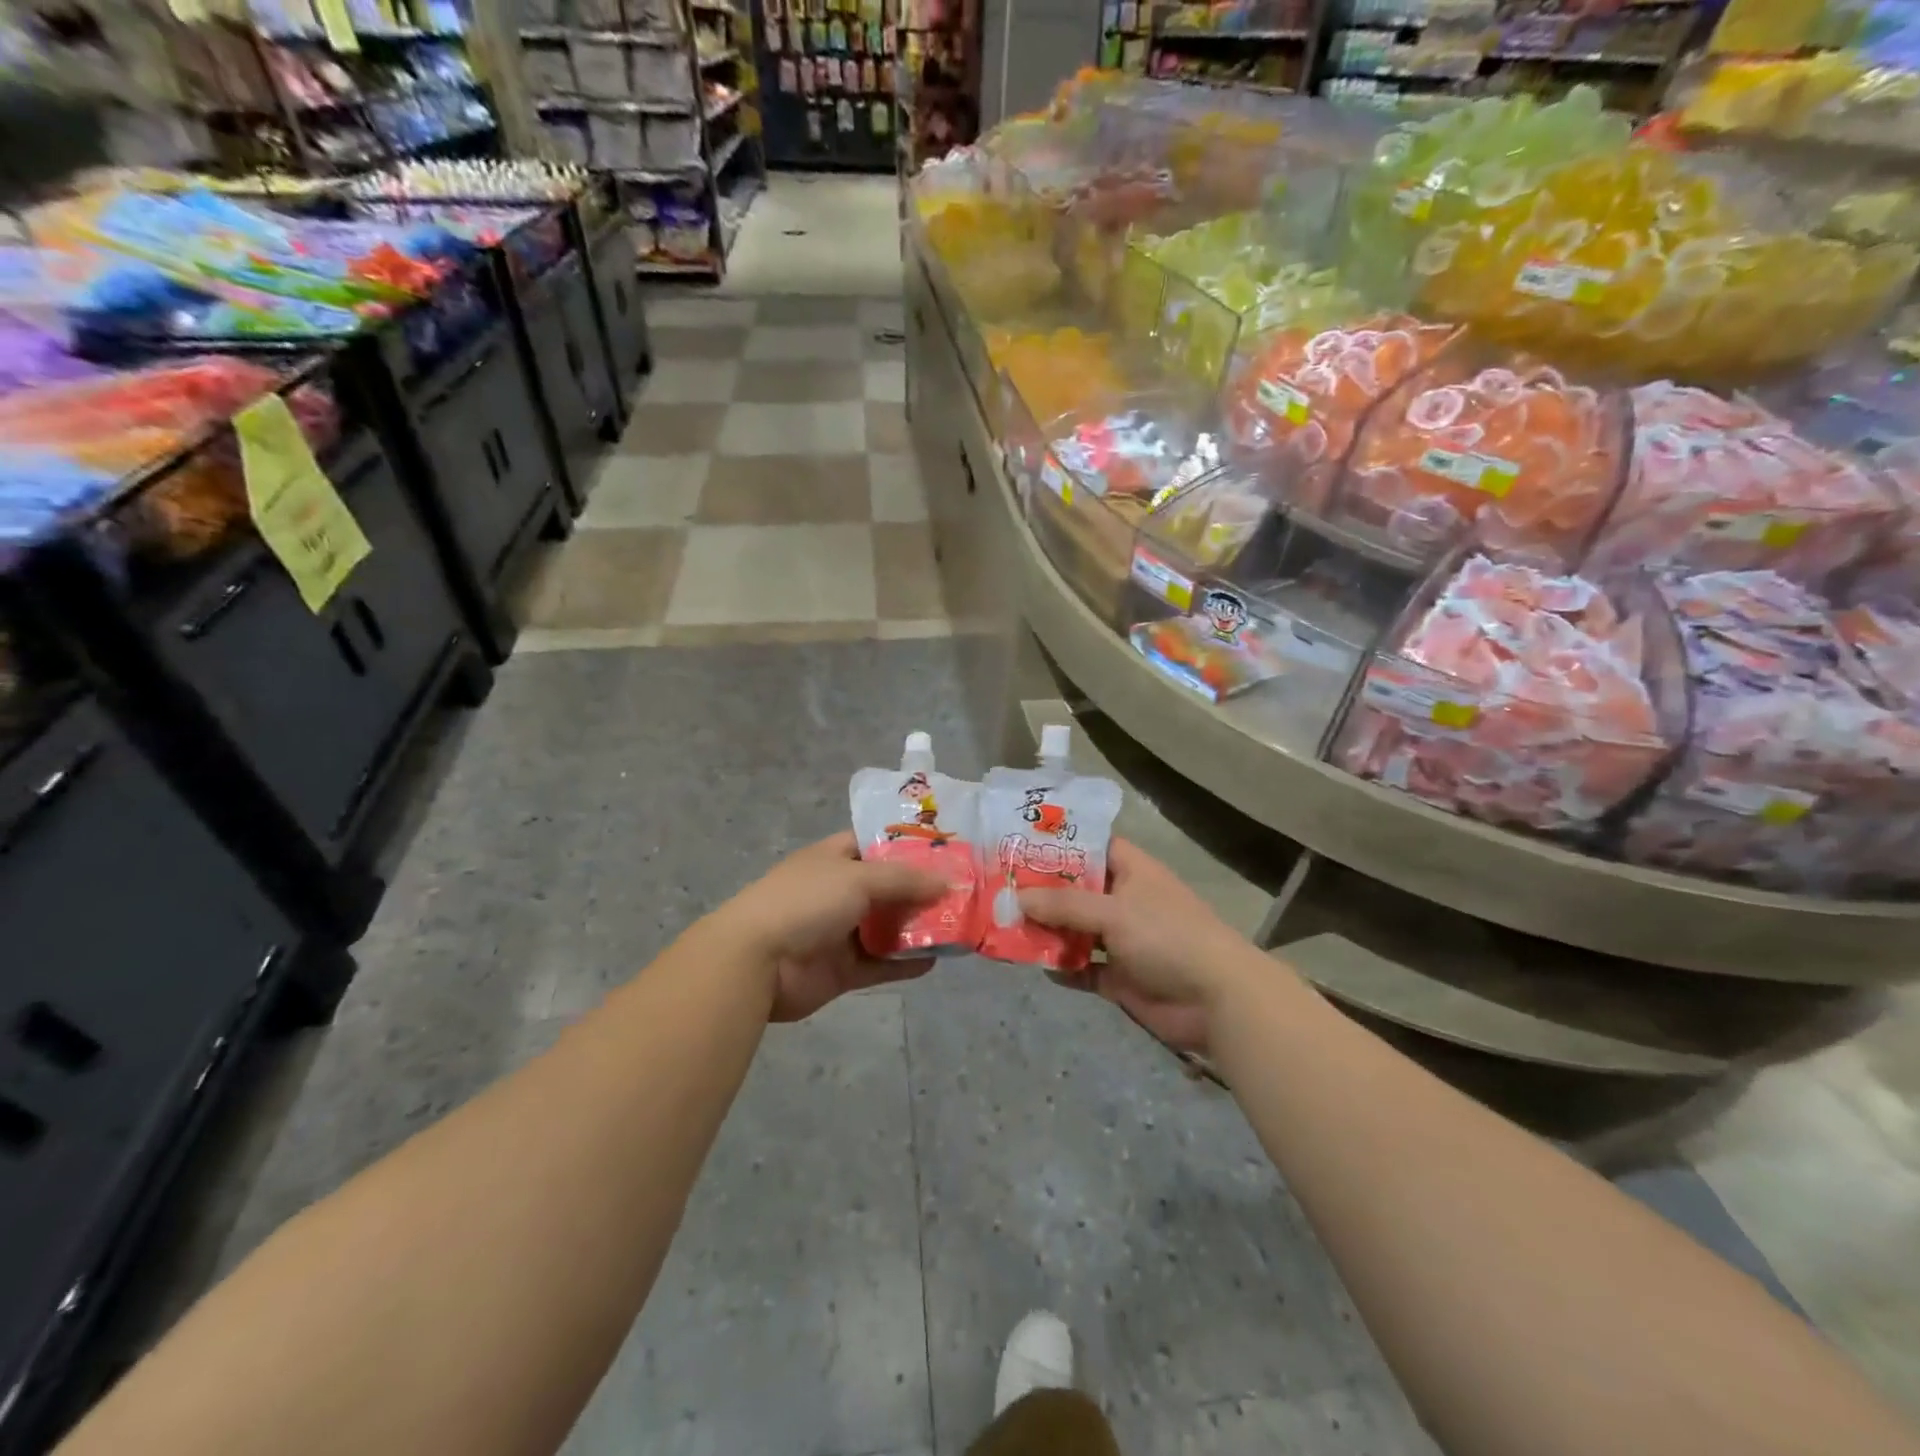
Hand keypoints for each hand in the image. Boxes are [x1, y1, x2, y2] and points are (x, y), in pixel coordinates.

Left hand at [711, 833, 947, 1022]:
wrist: (757, 962)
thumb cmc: (806, 902)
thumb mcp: (859, 878)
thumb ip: (905, 879)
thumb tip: (947, 881)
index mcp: (833, 859)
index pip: (875, 844)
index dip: (908, 846)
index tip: (946, 850)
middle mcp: (837, 891)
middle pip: (886, 888)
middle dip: (921, 890)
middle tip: (963, 892)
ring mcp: (838, 932)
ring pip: (885, 927)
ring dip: (916, 928)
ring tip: (957, 926)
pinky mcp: (841, 970)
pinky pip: (879, 964)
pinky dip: (904, 963)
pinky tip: (935, 962)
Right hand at [1018, 839, 1257, 1053]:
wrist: (1216, 1000)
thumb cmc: (1167, 937)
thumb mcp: (1114, 912)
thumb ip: (1064, 905)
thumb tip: (1017, 897)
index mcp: (1132, 872)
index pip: (1094, 846)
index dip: (1062, 844)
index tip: (1021, 844)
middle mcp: (1126, 901)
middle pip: (1078, 891)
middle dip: (1043, 892)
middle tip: (999, 888)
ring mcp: (1123, 941)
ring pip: (1077, 930)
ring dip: (1049, 931)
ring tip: (1006, 926)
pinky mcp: (1121, 977)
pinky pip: (1084, 968)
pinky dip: (1064, 968)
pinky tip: (1038, 965)